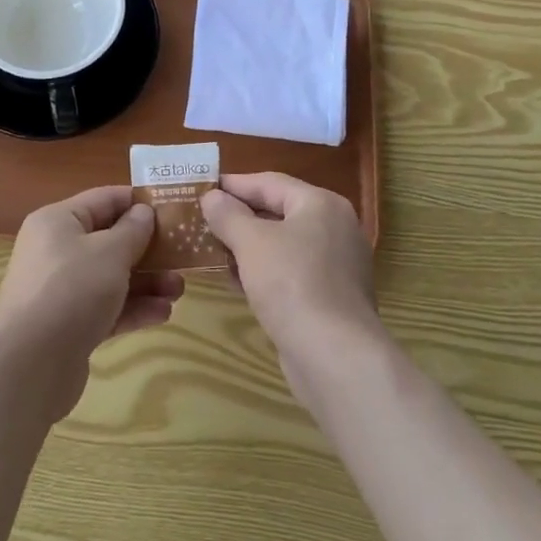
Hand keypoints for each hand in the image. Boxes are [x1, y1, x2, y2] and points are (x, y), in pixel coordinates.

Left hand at [0, 186, 183, 421]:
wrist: (29, 366)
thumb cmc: (72, 290)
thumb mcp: (110, 252)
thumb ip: (132, 230)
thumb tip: (143, 212)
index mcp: (58, 221)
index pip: (104, 199)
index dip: (138, 202)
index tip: (173, 208)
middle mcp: (56, 250)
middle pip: (109, 240)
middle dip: (148, 249)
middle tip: (182, 256)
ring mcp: (61, 290)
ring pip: (111, 277)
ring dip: (146, 282)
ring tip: (179, 290)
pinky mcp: (68, 326)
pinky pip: (106, 308)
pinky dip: (133, 308)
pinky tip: (162, 314)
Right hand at [202, 173, 376, 358]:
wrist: (335, 357)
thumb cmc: (292, 284)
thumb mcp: (251, 242)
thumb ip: (228, 215)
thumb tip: (212, 196)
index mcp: (321, 204)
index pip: (270, 182)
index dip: (234, 184)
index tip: (203, 187)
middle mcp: (335, 228)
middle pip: (278, 212)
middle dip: (240, 217)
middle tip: (203, 219)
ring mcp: (337, 265)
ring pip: (284, 244)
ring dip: (248, 246)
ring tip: (213, 249)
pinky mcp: (331, 298)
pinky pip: (291, 272)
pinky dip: (264, 271)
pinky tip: (236, 281)